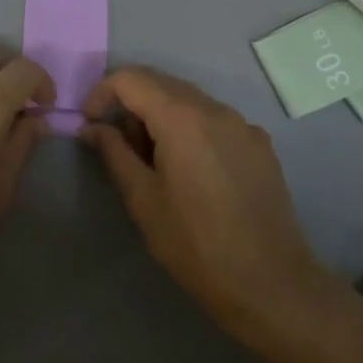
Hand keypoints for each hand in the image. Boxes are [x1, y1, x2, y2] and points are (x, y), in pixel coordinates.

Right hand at [80, 66, 332, 340]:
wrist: (271, 284)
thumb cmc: (196, 244)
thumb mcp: (143, 199)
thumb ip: (113, 153)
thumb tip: (91, 127)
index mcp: (181, 117)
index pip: (130, 79)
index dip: (102, 93)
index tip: (90, 123)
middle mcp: (215, 108)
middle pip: (160, 82)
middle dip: (130, 104)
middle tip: (118, 146)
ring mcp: (243, 124)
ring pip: (188, 100)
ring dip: (160, 116)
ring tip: (153, 162)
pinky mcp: (260, 144)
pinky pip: (214, 120)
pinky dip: (190, 129)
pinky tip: (191, 171)